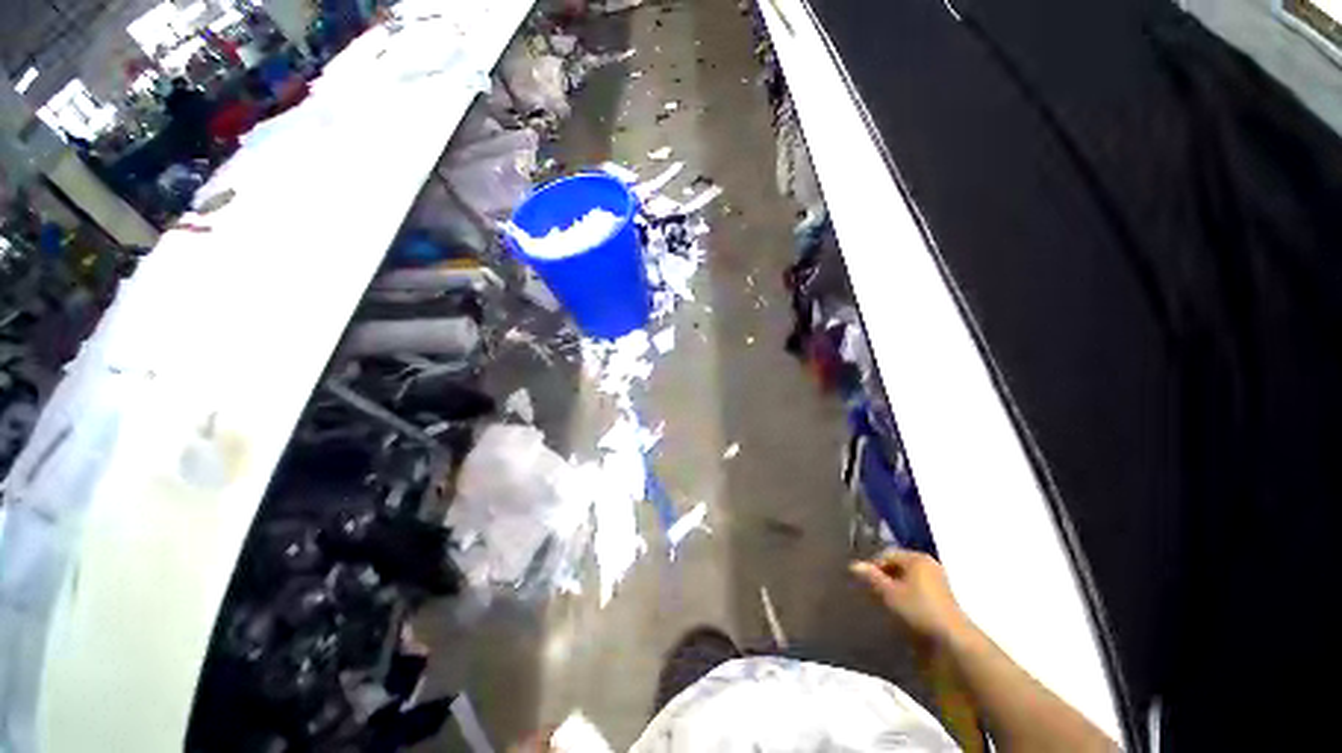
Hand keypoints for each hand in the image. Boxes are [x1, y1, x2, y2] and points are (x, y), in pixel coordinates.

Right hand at [850, 549, 968, 643]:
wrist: (952, 639)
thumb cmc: (918, 609)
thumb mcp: (890, 593)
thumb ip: (872, 578)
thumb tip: (853, 565)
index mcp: (916, 558)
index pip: (887, 554)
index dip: (873, 566)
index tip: (865, 581)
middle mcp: (928, 564)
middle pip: (899, 564)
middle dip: (885, 575)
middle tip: (874, 590)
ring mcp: (938, 579)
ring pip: (908, 577)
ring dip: (895, 586)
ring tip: (886, 600)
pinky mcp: (943, 596)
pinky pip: (918, 587)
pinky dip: (907, 593)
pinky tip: (902, 607)